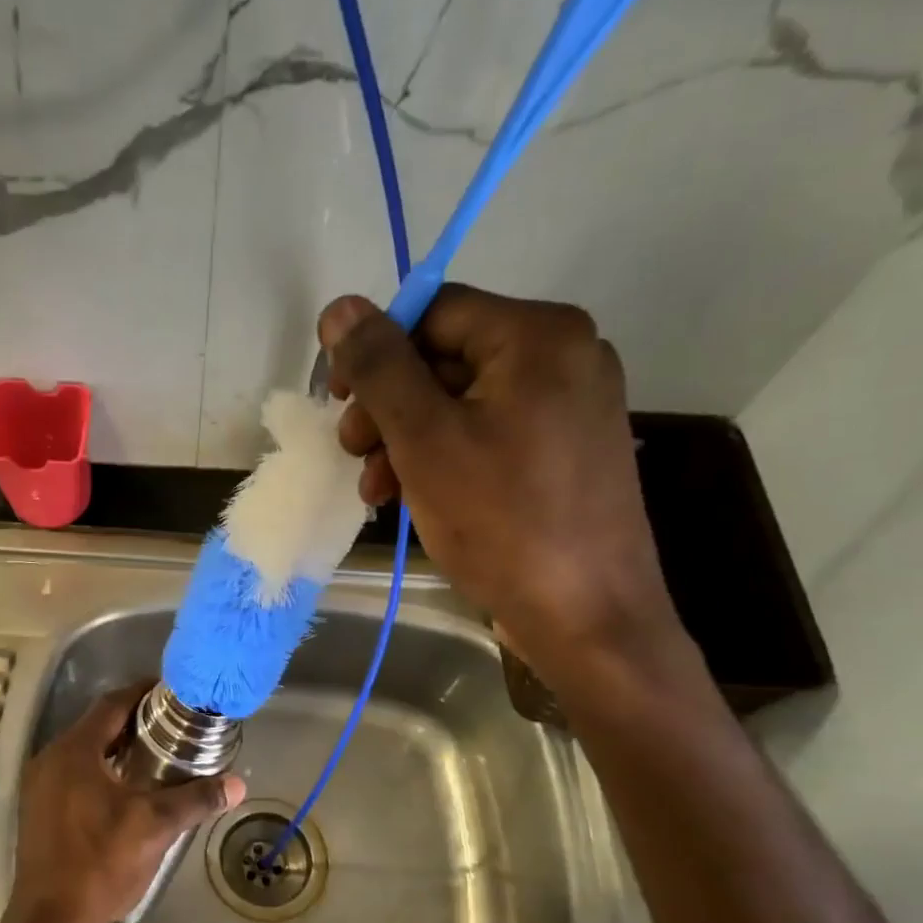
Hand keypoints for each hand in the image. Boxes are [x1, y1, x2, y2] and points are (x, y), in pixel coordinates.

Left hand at [12, 683, 246, 922]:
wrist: (51, 921)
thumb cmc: (101, 863)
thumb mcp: (156, 826)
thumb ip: (196, 799)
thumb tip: (237, 784)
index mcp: (74, 751)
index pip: (112, 704)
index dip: (143, 693)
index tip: (173, 692)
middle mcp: (51, 758)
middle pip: (97, 724)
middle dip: (135, 720)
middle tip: (174, 723)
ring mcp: (40, 785)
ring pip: (85, 749)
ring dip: (119, 745)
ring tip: (159, 751)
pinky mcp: (39, 808)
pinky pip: (75, 771)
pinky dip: (102, 767)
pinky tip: (129, 786)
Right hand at [324, 285, 685, 689]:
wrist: (586, 616)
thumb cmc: (501, 520)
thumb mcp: (424, 439)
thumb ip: (379, 368)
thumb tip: (340, 307)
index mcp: (539, 335)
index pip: (434, 312)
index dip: (375, 352)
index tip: (337, 401)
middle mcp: (564, 356)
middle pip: (446, 357)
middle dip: (388, 406)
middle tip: (353, 453)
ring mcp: (570, 407)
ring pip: (461, 402)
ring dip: (406, 439)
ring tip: (376, 488)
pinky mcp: (564, 453)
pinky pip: (488, 435)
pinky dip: (443, 458)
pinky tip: (411, 496)